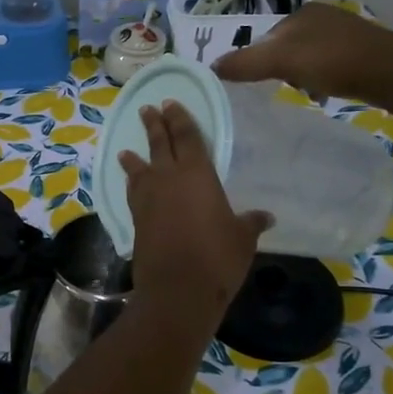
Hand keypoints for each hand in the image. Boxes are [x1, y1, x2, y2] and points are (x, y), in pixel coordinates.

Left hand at [118, 102, 268, 320]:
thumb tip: (266, 216)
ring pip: (140, 169)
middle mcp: (168, 179)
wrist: (178, 289)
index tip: (171, 104)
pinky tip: (132, 185)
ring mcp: (148, 199)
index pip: (187, 137)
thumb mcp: (242, 238)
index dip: (180, 119)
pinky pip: (133, 193)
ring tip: (126, 150)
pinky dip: (132, 184)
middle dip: (155, 125)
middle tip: (148, 109)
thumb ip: (251, 222)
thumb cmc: (217, 257)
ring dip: (134, 156)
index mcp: (198, 174)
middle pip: (159, 145)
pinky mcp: (136, 220)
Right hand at [213, 2, 392, 102]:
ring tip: (309, 93)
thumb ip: (245, 64)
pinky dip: (323, 80)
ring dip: (302, 77)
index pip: (267, 37)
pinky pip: (329, 66)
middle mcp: (322, 17)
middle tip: (287, 88)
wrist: (392, 72)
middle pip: (286, 48)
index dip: (260, 60)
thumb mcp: (281, 61)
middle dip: (282, 70)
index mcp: (302, 12)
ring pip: (307, 58)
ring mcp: (345, 33)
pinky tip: (328, 93)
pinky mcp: (362, 52)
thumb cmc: (333, 61)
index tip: (265, 82)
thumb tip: (211, 66)